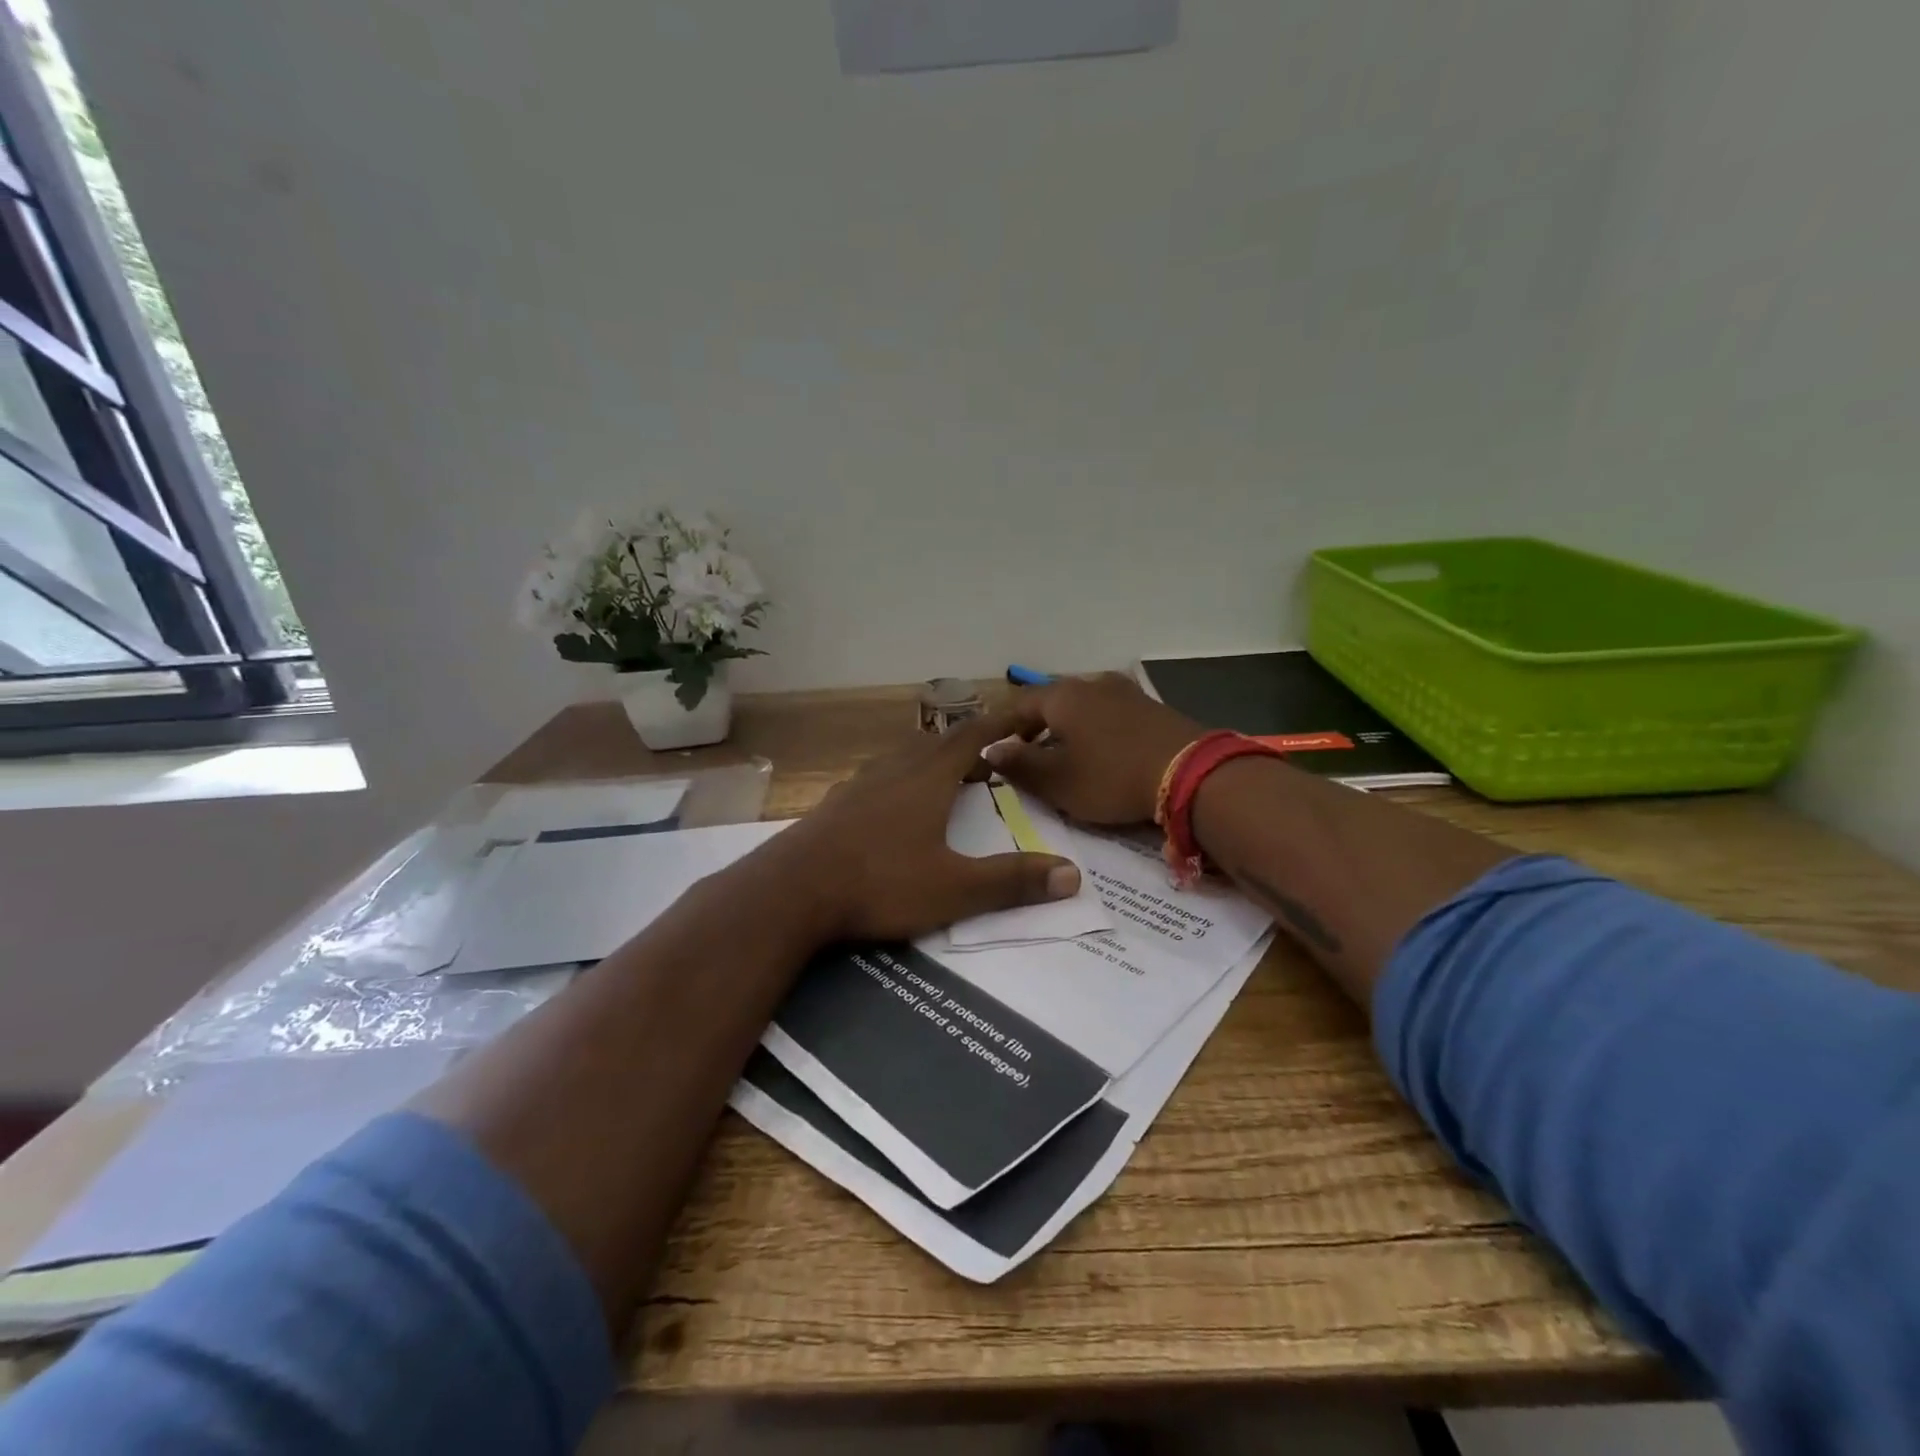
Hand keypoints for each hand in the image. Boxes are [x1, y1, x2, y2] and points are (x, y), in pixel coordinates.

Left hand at [759, 708, 1081, 942]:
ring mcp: (859, 785)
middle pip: (937, 743)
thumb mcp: (953, 889)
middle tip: (990, 758)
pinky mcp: (835, 804)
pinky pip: (878, 778)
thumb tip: (1073, 875)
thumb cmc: (879, 883)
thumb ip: (1012, 882)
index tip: (1025, 715)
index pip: (973, 738)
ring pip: (903, 758)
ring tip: (947, 777)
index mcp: (927, 779)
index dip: (1001, 724)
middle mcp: (894, 771)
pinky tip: (894, 806)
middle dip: (968, 744)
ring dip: (931, 759)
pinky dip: (900, 780)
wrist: (791, 891)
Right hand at [985, 673, 1202, 824]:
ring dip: (1068, 727)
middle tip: (1028, 753)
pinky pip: (1108, 713)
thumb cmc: (1111, 777)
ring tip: (1064, 753)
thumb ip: (1020, 765)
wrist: (1190, 773)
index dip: (1003, 727)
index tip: (996, 750)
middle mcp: (1091, 684)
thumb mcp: (1058, 781)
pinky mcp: (1150, 706)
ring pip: (1082, 705)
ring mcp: (1124, 691)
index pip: (1018, 704)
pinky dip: (1095, 728)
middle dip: (1036, 725)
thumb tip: (991, 750)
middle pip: (1051, 701)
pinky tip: (1101, 749)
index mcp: (1062, 696)